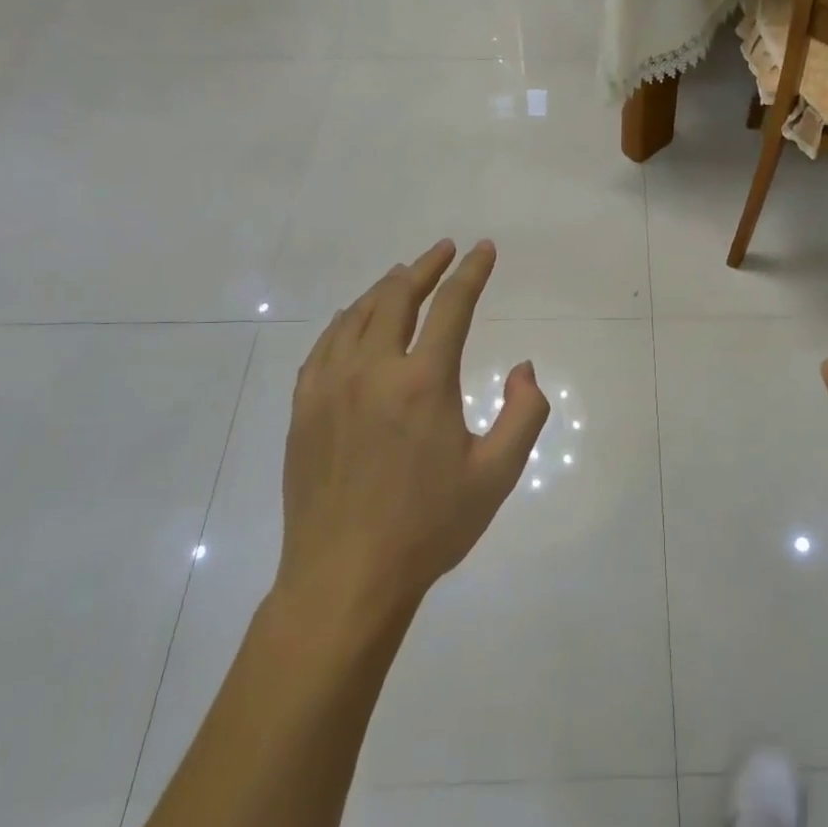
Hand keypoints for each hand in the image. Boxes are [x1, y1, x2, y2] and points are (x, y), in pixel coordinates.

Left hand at [274, 239, 548, 631]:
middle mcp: (372, 370)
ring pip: (357, 317)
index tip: (484, 249)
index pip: (451, 307)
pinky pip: (324, 347)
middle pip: (397, 298)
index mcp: (422, 382)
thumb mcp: (497, 474)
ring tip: (403, 276)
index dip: (472, 273)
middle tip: (443, 250)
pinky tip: (354, 322)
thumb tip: (523, 368)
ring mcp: (329, 387)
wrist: (345, 577)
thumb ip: (524, 413)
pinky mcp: (303, 409)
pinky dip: (346, 322)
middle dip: (425, 267)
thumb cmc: (429, 526)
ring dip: (385, 289)